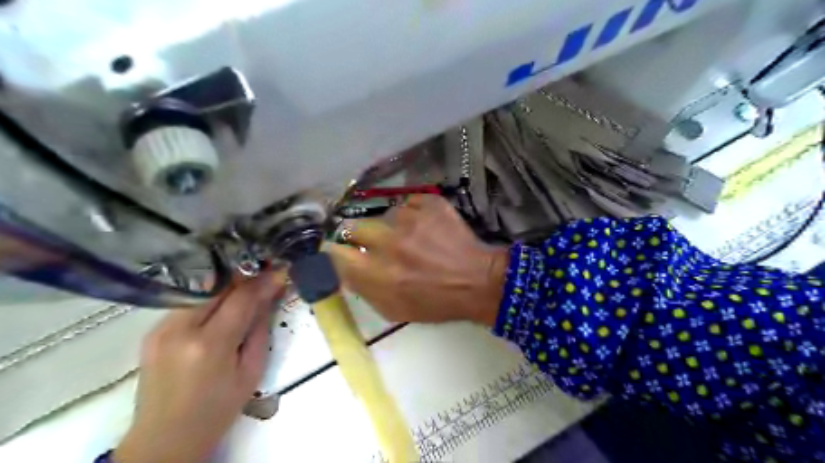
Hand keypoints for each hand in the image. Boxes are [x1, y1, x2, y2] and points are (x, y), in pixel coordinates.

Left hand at [112, 271, 287, 462]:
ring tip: (247, 288)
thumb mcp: (251, 371)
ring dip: (227, 286)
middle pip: (217, 286)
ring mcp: (160, 329)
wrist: (165, 438)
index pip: (241, 298)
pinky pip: (188, 303)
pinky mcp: (151, 332)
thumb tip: (271, 294)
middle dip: (244, 276)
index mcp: (209, 345)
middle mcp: (179, 330)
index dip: (263, 281)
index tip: (280, 270)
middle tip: (265, 273)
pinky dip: (210, 299)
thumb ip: (260, 328)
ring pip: (201, 290)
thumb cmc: (218, 409)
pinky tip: (223, 305)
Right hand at [328, 196, 510, 324]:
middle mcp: (389, 243)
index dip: (336, 252)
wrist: (478, 281)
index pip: (336, 253)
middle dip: (359, 235)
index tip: (343, 252)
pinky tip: (425, 227)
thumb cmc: (436, 302)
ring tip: (411, 238)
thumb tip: (346, 268)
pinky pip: (408, 203)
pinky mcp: (429, 204)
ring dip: (391, 227)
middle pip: (352, 226)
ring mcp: (410, 219)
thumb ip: (364, 289)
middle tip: (376, 243)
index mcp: (379, 275)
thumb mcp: (394, 309)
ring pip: (383, 215)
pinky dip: (413, 214)